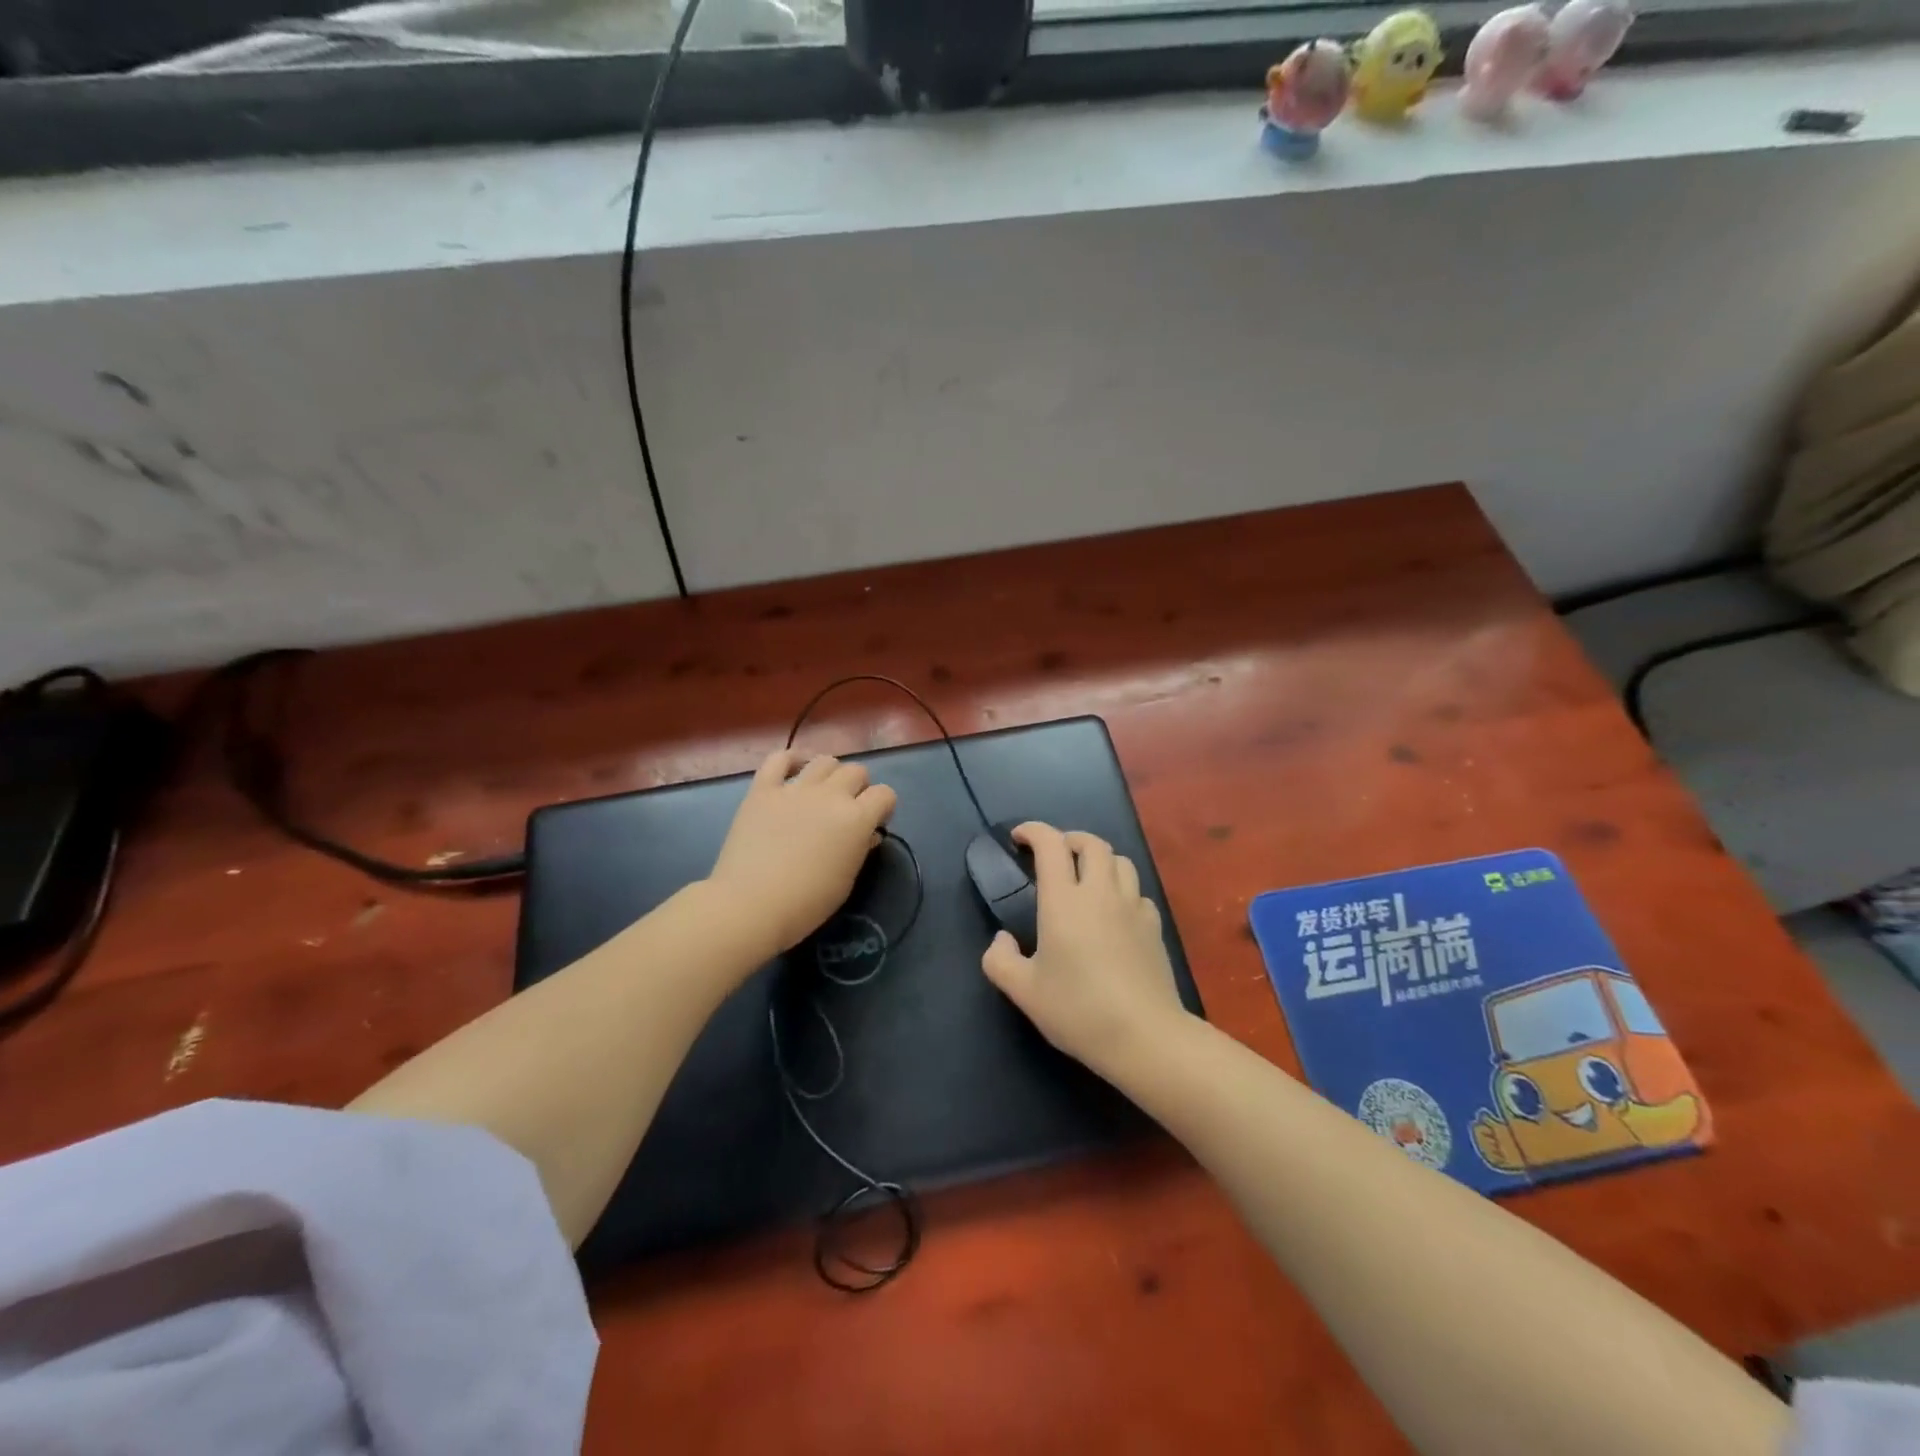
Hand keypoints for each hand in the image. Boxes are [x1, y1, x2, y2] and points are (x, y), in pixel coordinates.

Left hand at [708, 750, 897, 955]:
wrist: (751, 905)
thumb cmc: (806, 902)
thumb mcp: (846, 881)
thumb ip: (861, 849)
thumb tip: (867, 835)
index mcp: (856, 819)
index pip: (885, 794)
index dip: (883, 807)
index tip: (875, 823)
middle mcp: (830, 795)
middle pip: (856, 771)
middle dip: (858, 788)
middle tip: (847, 810)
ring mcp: (795, 789)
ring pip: (824, 760)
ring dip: (830, 774)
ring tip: (821, 792)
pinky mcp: (763, 789)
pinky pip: (779, 759)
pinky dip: (790, 760)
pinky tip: (794, 771)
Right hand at [980, 822, 1186, 1076]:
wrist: (1144, 1036)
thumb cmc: (1078, 1010)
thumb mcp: (1023, 992)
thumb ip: (1000, 960)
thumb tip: (1003, 939)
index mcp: (1064, 901)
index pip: (1051, 844)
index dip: (1033, 831)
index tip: (1019, 837)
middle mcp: (1100, 893)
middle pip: (1091, 843)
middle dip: (1069, 839)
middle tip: (1053, 854)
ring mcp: (1132, 907)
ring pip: (1120, 861)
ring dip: (1099, 859)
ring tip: (1085, 876)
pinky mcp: (1154, 926)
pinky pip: (1138, 891)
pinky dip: (1122, 889)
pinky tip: (1114, 912)